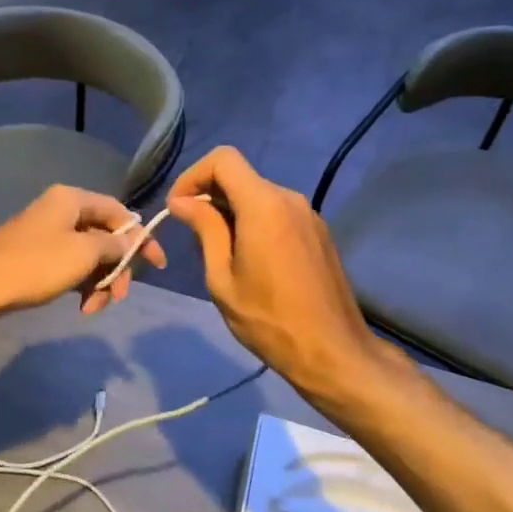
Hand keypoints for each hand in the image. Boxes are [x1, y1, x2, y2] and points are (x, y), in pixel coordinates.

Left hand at [0, 185, 165, 330]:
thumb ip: (114, 244)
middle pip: (104, 236)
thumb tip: (133, 240)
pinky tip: (81, 306)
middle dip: (116, 268)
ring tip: (93, 308)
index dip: (141, 237)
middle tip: (117, 296)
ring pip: (88, 255)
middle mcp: (60, 210)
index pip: (119, 212)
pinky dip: (80, 284)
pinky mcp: (36, 256)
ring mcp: (46, 233)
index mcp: (72, 199)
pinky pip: (70, 266)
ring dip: (99, 282)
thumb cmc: (35, 265)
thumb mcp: (83, 253)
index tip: (157, 266)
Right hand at [166, 147, 385, 400]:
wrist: (333, 352)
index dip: (193, 175)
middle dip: (210, 196)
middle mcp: (289, 199)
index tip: (179, 208)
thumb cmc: (268, 319)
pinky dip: (254, 222)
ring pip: (258, 195)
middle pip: (240, 176)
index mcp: (264, 205)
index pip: (223, 159)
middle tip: (193, 236)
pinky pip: (277, 212)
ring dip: (231, 212)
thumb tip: (183, 201)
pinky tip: (249, 260)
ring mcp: (308, 215)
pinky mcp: (318, 232)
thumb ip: (205, 230)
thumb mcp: (222, 278)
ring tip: (218, 253)